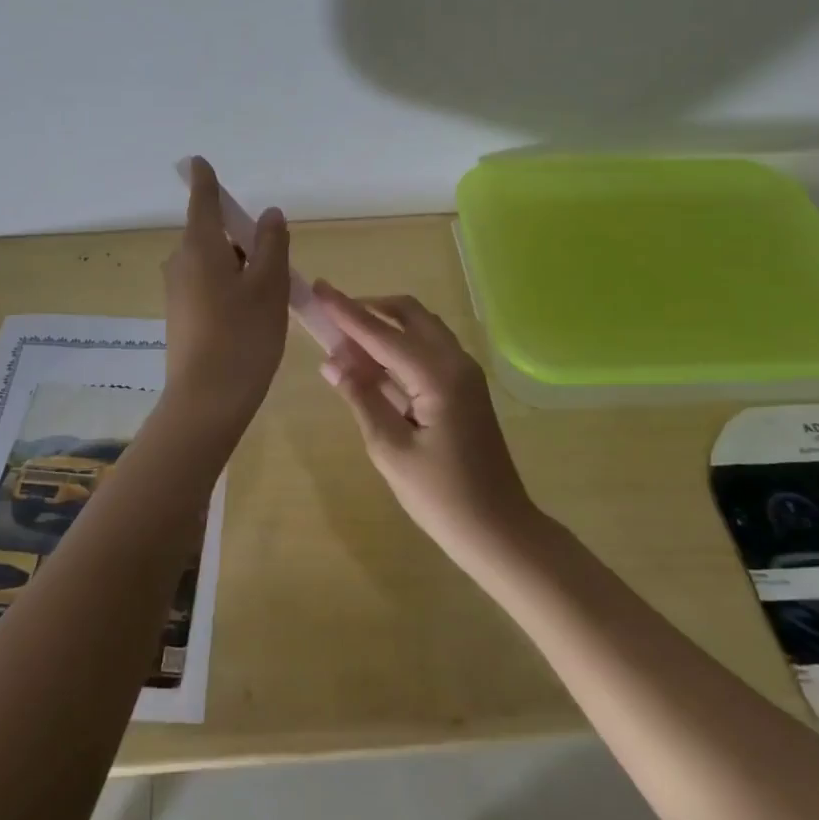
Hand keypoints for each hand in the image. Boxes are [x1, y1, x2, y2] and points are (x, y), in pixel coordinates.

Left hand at [161, 158, 290, 427]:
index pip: (203, 201)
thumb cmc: (243, 336)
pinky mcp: (180, 316)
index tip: (199, 162)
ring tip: (269, 294)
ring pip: (211, 262)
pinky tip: (250, 315)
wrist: (206, 401)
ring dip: (238, 266)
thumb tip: (268, 214)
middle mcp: (181, 263)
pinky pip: (206, 285)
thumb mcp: (269, 286)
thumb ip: (271, 244)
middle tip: (275, 262)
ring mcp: (177, 291)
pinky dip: (229, 286)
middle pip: (211, 234)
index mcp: (200, 247)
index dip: (205, 180)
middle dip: (240, 238)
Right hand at [312, 282, 537, 565]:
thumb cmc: (442, 497)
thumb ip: (362, 398)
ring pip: (421, 329)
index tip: (319, 288)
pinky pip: (428, 350)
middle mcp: (456, 362)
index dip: (347, 312)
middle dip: (370, 309)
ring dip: (385, 327)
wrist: (499, 531)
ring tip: (346, 343)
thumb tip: (332, 362)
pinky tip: (374, 366)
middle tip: (333, 318)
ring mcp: (465, 374)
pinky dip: (400, 347)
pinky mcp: (465, 388)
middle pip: (409, 314)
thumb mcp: (390, 450)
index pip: (382, 334)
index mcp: (438, 376)